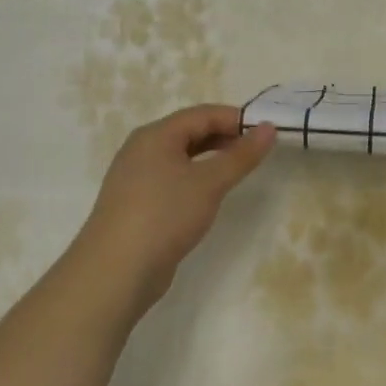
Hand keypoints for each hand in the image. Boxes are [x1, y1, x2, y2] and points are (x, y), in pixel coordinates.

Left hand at [78, 105, 276, 309]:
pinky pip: (172, 178)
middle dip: (224, 137)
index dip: (236, 118)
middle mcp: (142, 150)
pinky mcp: (137, 203)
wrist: (116, 270)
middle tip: (257, 151)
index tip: (266, 132)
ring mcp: (136, 178)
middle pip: (189, 132)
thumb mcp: (210, 183)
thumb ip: (241, 155)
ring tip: (238, 171)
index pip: (202, 114)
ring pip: (180, 157)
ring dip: (211, 158)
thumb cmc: (165, 215)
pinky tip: (209, 195)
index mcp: (156, 135)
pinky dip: (195, 178)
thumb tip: (269, 128)